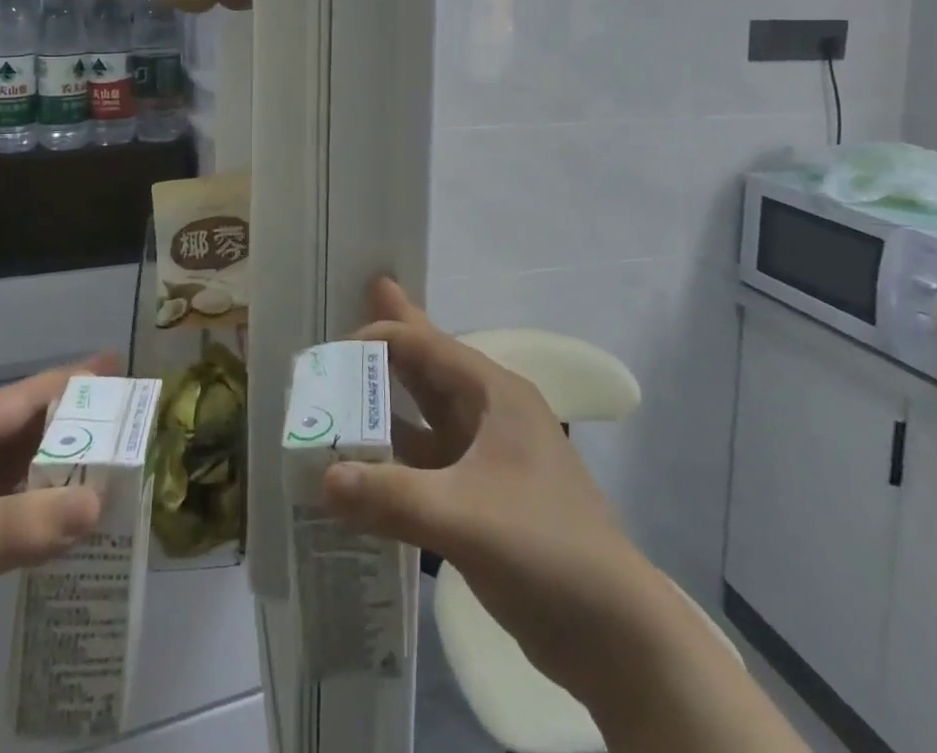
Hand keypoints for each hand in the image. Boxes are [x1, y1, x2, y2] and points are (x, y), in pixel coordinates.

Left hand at [0, 355, 114, 748]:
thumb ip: (26, 522)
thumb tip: (102, 500)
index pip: (21, 399)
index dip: (71, 382)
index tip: (119, 368)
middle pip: (29, 433)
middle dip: (78, 424)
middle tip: (133, 420)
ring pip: (28, 475)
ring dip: (70, 470)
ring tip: (123, 465)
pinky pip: (22, 518)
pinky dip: (54, 514)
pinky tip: (87, 521)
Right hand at [320, 280, 635, 704]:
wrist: (615, 634)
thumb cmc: (545, 548)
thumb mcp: (463, 516)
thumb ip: (389, 495)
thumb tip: (321, 478)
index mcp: (495, 395)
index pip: (427, 346)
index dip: (379, 337)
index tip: (330, 349)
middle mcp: (490, 415)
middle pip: (428, 369)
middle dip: (391, 342)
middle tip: (355, 302)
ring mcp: (487, 458)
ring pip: (425, 417)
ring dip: (386, 405)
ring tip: (343, 386)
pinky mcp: (483, 499)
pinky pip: (427, 464)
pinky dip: (395, 458)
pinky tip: (362, 464)